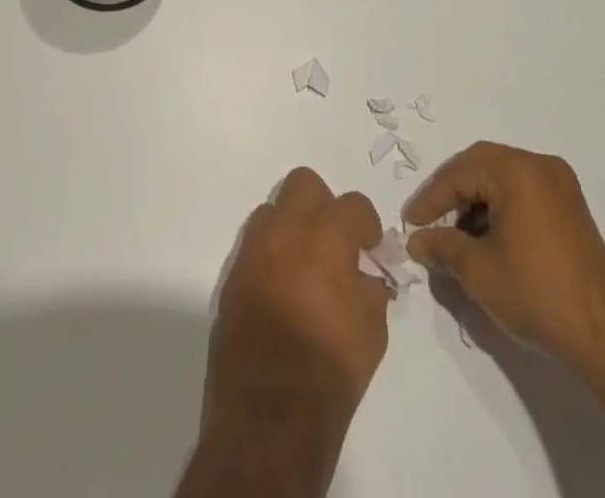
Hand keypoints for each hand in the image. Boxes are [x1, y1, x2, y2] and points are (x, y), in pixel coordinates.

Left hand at [198, 168, 391, 476]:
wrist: (270, 419)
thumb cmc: (330, 372)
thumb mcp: (372, 330)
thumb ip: (371, 287)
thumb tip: (366, 273)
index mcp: (325, 238)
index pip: (352, 204)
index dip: (366, 224)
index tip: (369, 248)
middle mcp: (285, 232)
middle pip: (303, 184)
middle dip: (323, 205)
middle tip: (333, 242)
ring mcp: (253, 252)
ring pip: (272, 210)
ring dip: (292, 227)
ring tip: (304, 265)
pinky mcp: (232, 277)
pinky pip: (254, 246)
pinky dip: (271, 256)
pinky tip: (282, 290)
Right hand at [404, 142, 604, 373]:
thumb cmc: (537, 294)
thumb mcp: (478, 272)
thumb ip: (442, 247)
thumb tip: (418, 241)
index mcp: (516, 170)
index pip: (459, 174)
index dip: (430, 199)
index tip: (409, 224)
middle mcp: (539, 165)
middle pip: (481, 164)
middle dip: (451, 191)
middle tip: (428, 219)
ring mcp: (559, 183)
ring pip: (502, 176)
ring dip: (475, 198)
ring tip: (456, 234)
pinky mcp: (570, 205)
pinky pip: (523, 189)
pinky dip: (499, 205)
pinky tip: (487, 236)